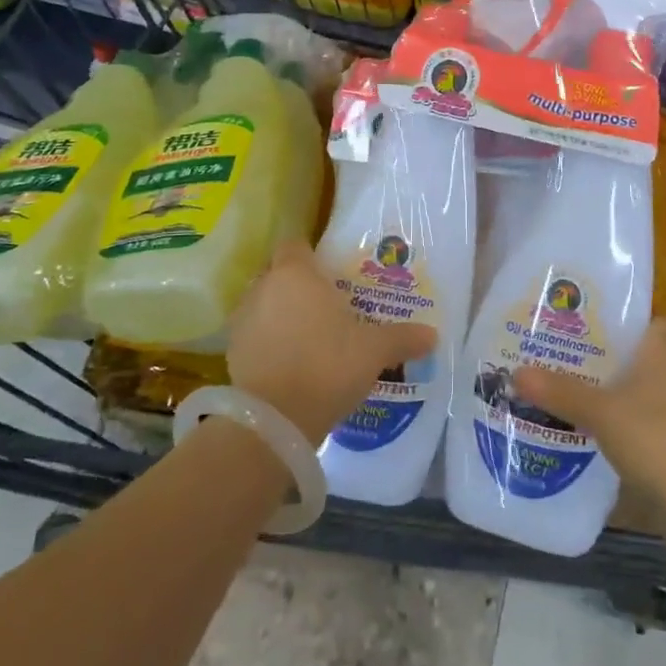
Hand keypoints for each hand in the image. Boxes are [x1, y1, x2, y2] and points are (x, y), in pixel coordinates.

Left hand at [227, 241, 436, 445]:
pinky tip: (289, 363)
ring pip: (263, 304)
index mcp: (296, 274)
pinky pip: (254, 335)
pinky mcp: (232, 353)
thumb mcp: (374, 351)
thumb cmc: (328, 366)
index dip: (311, 255)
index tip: (330, 273)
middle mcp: (263, 288)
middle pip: (278, 274)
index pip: (296, 245)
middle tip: (325, 307)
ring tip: (307, 337)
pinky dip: (268, 342)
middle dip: (297, 286)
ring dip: (279, 314)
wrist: (276, 420)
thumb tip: (433, 335)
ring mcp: (243, 320)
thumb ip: (402, 338)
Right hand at [513, 319, 665, 501]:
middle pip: (647, 355)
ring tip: (585, 396)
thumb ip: (560, 391)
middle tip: (576, 362)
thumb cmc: (654, 435)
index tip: (592, 331)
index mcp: (664, 348)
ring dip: (627, 393)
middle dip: (617, 359)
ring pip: (653, 388)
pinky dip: (638, 422)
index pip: (650, 321)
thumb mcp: (598, 411)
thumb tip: (516, 372)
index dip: (625, 323)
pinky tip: (609, 433)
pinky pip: (659, 417)